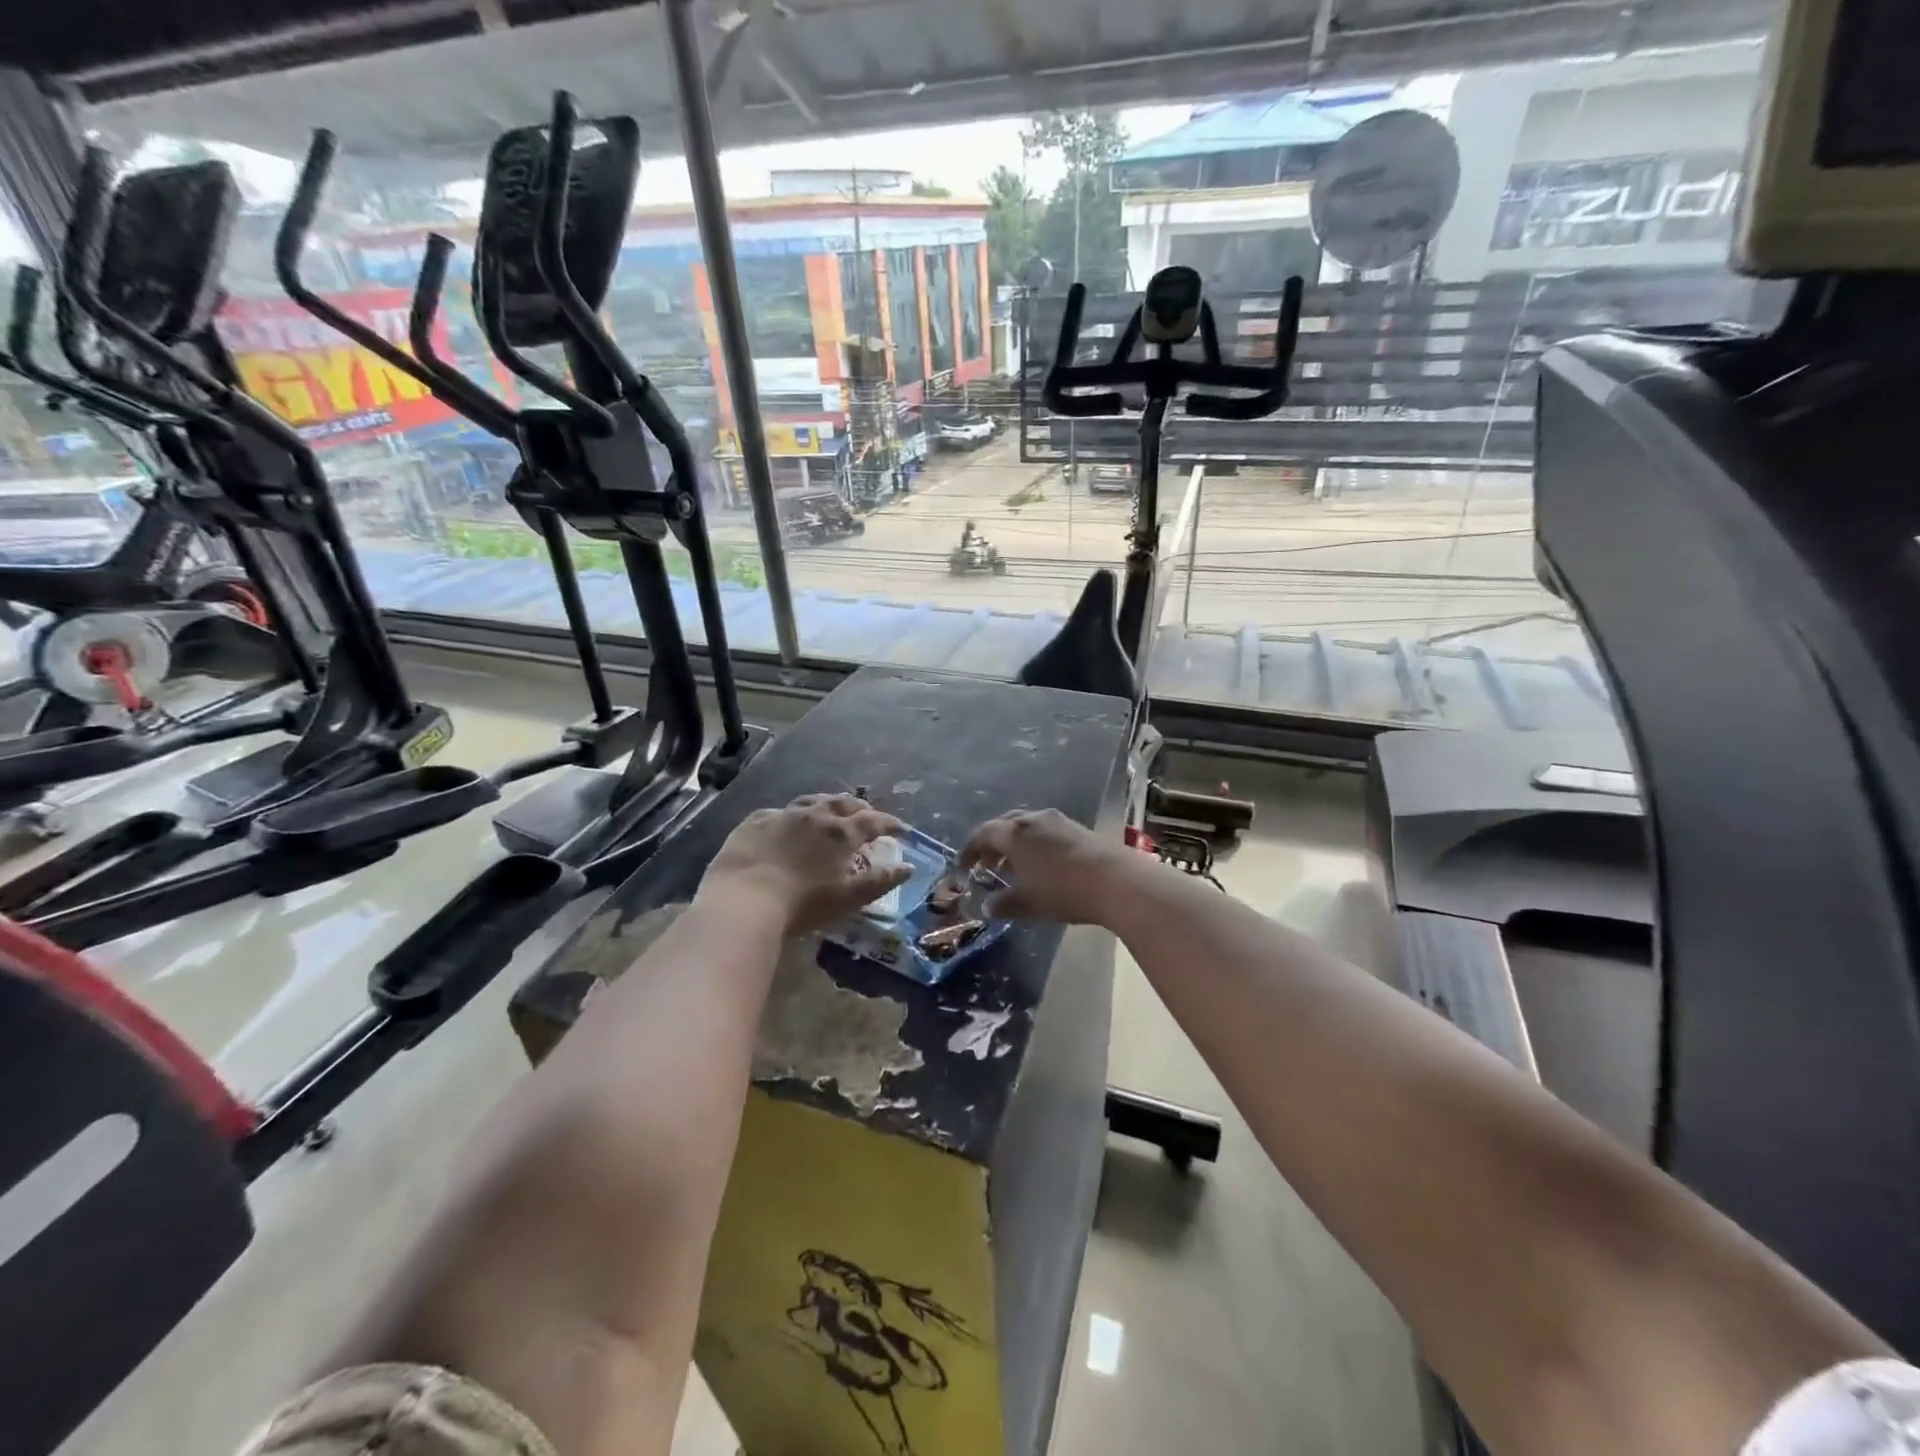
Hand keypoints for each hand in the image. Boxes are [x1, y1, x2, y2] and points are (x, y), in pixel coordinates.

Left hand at [702, 794, 909, 935]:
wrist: (743, 900)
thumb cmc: (803, 904)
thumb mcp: (848, 898)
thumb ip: (880, 881)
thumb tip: (907, 867)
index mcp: (841, 833)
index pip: (873, 821)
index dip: (889, 823)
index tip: (900, 828)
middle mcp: (815, 815)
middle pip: (843, 803)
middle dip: (860, 808)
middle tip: (867, 815)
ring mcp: (783, 815)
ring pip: (811, 801)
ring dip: (827, 805)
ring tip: (831, 812)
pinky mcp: (755, 822)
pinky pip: (779, 812)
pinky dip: (792, 816)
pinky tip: (788, 823)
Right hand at [960, 808, 1142, 925]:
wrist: (1116, 880)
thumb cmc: (1064, 891)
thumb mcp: (1029, 903)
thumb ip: (1004, 904)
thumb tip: (988, 906)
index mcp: (1014, 834)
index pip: (983, 834)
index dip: (969, 850)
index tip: (964, 867)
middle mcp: (1033, 819)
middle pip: (1004, 825)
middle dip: (992, 844)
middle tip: (988, 864)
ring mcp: (1057, 820)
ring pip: (1026, 826)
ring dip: (1015, 843)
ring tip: (1015, 866)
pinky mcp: (1077, 827)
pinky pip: (1045, 830)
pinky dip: (1034, 843)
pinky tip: (1041, 864)